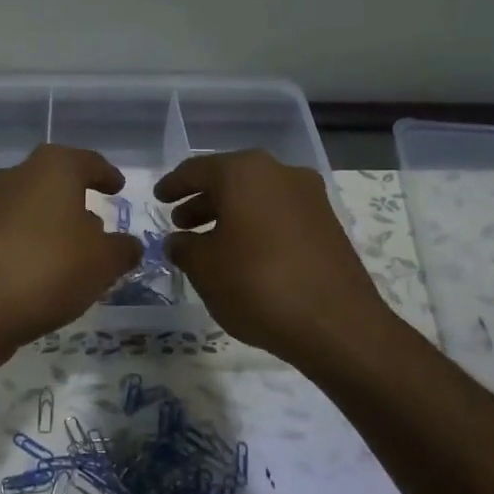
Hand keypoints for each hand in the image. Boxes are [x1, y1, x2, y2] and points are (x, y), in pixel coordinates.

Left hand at [0, 145, 142, 364]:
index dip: (106, 175)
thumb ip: (123, 249)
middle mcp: (15, 176)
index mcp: (52, 167)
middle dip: (77, 201)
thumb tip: (128, 245)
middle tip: (99, 228)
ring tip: (74, 256)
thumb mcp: (103, 262)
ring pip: (31, 208)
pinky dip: (31, 246)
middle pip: (54, 182)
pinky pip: (12, 235)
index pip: (88, 161)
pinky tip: (44, 274)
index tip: (118, 188)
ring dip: (52, 226)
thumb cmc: (47, 268)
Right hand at [155, 150, 395, 366]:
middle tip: (180, 222)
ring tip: (208, 242)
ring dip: (229, 214)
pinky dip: (255, 225)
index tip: (158, 198)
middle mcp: (279, 172)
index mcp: (244, 172)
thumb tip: (178, 241)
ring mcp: (309, 197)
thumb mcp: (204, 268)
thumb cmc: (256, 284)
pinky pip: (278, 214)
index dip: (173, 185)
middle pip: (230, 179)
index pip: (197, 170)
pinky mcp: (327, 223)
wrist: (335, 323)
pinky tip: (243, 254)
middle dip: (202, 200)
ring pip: (256, 196)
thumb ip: (184, 247)